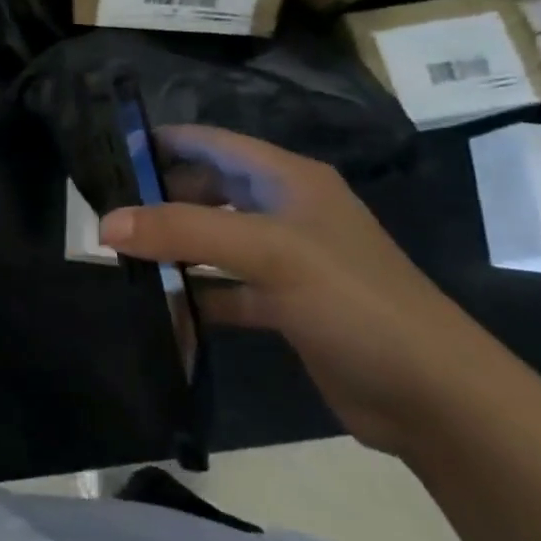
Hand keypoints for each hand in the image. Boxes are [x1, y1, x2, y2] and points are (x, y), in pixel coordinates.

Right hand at [101, 126, 495, 455]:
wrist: (435, 398)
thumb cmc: (353, 301)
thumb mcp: (268, 252)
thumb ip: (184, 231)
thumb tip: (105, 224)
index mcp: (287, 179)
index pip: (212, 142)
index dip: (163, 142)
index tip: (108, 155)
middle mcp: (285, 211)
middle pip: (208, 190)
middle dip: (160, 200)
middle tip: (107, 216)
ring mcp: (285, 261)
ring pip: (213, 241)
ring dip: (173, 249)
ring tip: (121, 259)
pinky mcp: (285, 306)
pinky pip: (225, 290)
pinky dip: (195, 296)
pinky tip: (161, 310)